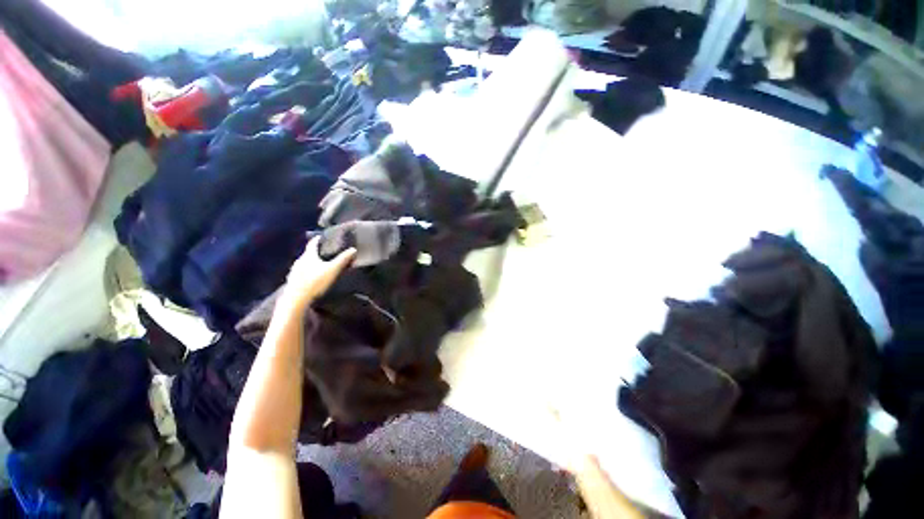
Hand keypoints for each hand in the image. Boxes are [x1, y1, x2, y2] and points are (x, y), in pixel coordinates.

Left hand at [281, 237, 356, 310]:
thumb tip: (353, 249)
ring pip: (303, 263)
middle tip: (324, 252)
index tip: (321, 236)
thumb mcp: (333, 269)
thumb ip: (343, 259)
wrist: (296, 300)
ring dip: (310, 263)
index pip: (312, 244)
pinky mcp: (292, 281)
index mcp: (308, 256)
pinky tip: (311, 277)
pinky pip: (301, 273)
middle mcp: (299, 261)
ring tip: (319, 265)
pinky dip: (307, 272)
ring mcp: (294, 271)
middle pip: (307, 254)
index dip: (317, 239)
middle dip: (315, 252)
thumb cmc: (315, 281)